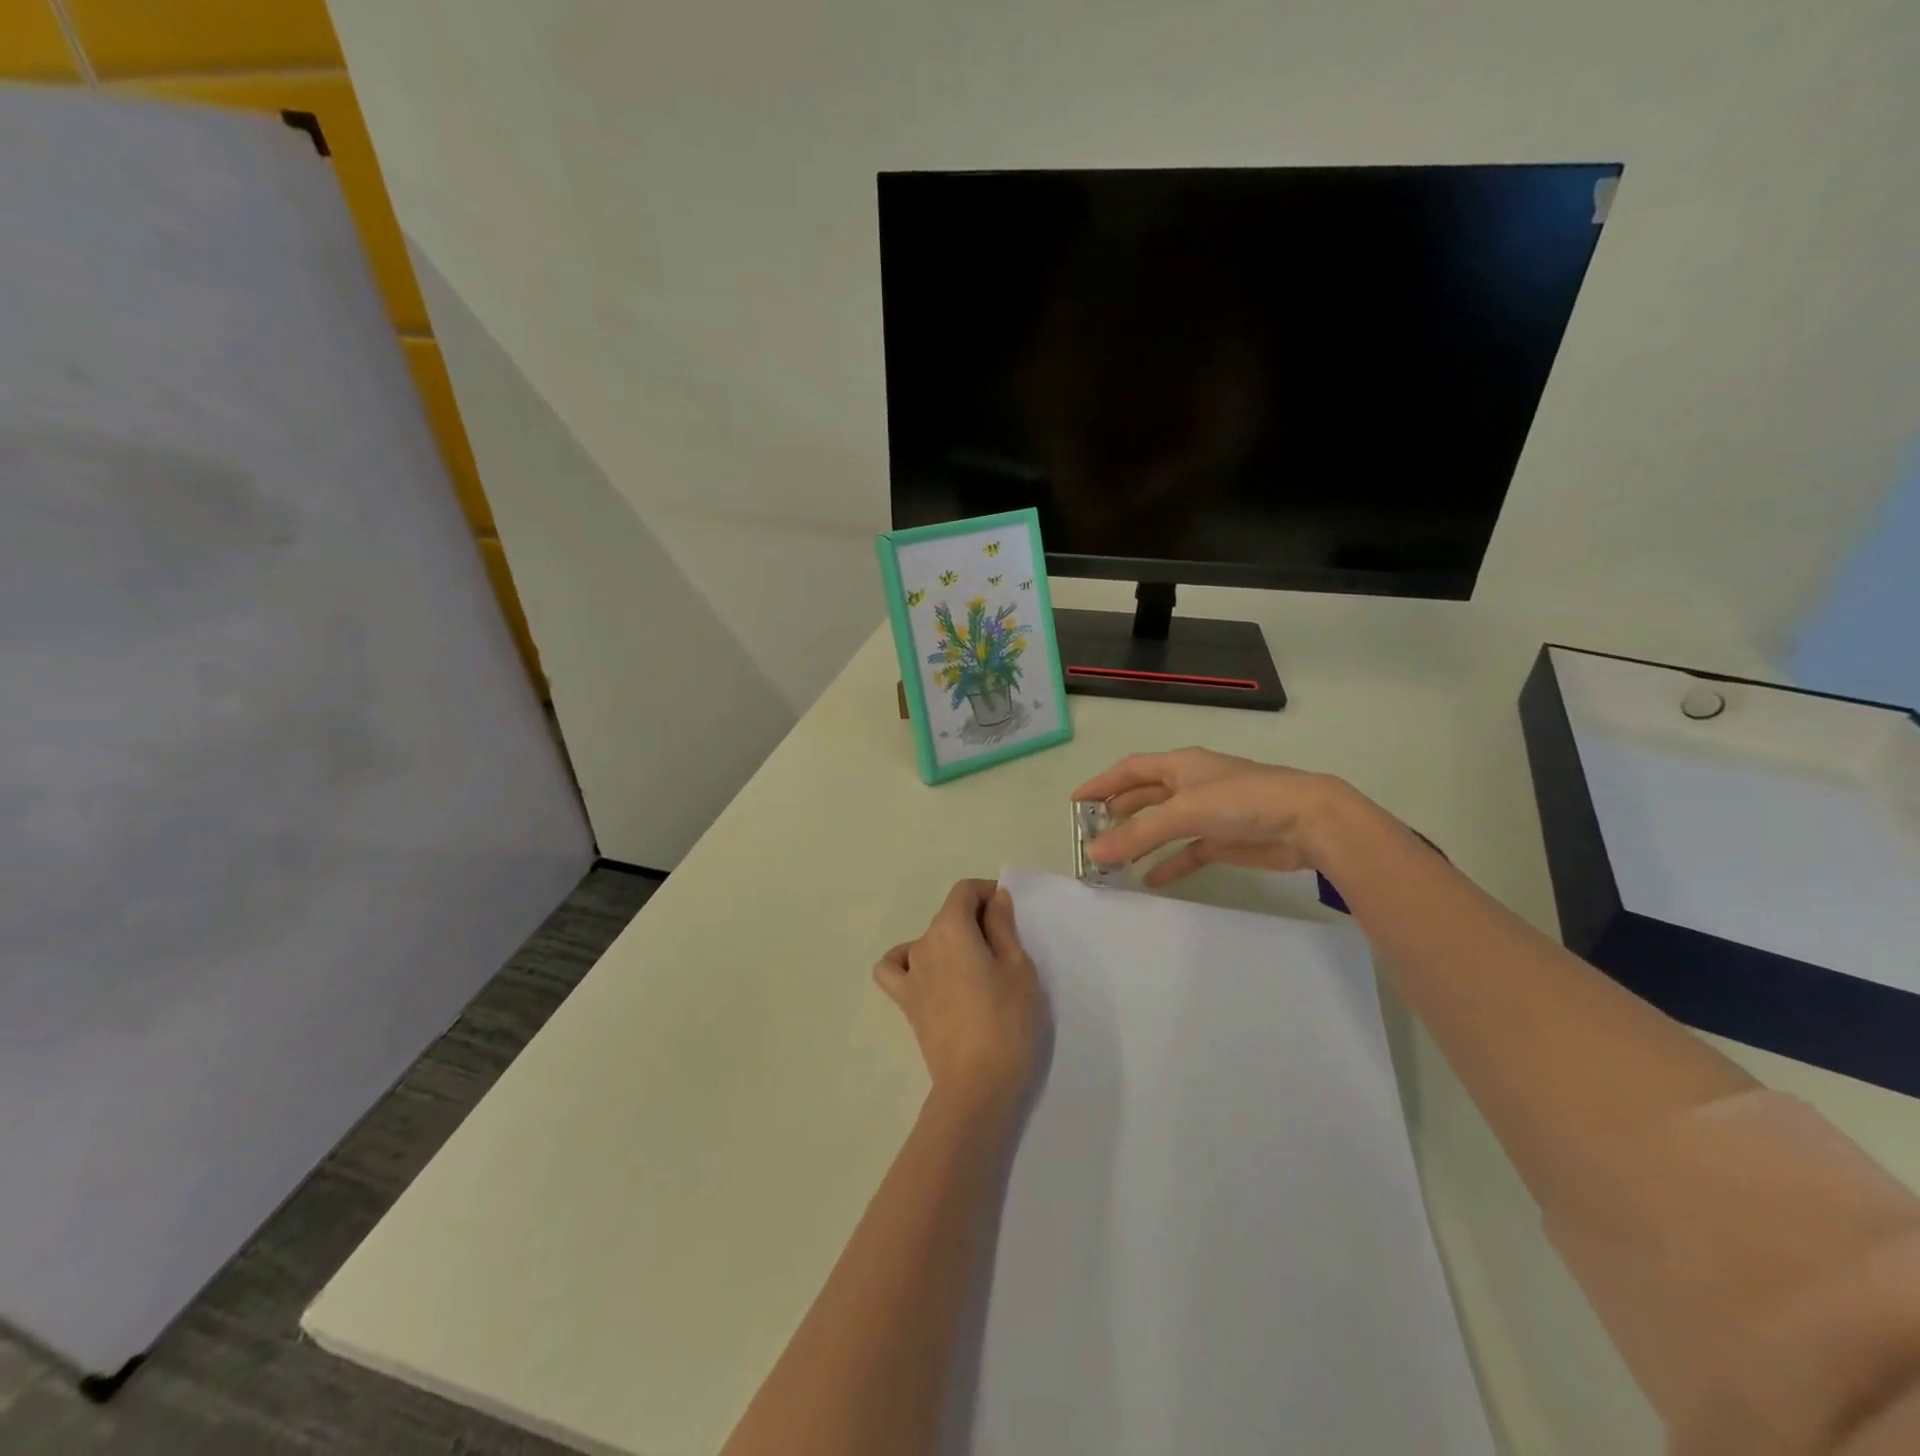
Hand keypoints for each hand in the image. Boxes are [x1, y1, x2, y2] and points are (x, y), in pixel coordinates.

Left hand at [874, 880, 1045, 1119]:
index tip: (1008, 912)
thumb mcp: (1018, 967)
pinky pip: (895, 969)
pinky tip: (927, 974)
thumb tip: (994, 898)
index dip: (987, 892)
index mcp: (951, 928)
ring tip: (975, 967)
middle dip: (975, 919)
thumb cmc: (1007, 1021)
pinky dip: (907, 963)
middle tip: (1006, 948)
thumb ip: (1003, 926)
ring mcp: (910, 973)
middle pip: (948, 915)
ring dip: (950, 942)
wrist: (977, 1085)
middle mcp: (924, 943)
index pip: (964, 891)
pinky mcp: (906, 1002)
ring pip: (928, 940)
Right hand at [1071, 748, 1346, 887]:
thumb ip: (1138, 833)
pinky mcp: (1225, 840)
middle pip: (1145, 796)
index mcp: (1180, 765)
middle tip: (1091, 833)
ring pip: (1164, 825)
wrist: (1307, 820)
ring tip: (1113, 858)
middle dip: (1118, 812)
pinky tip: (1151, 879)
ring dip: (1140, 839)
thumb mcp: (1184, 812)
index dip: (1101, 783)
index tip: (1075, 802)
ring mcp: (1209, 812)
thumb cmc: (1241, 800)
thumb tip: (1093, 852)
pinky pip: (1188, 852)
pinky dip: (1169, 863)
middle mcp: (1191, 784)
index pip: (1129, 769)